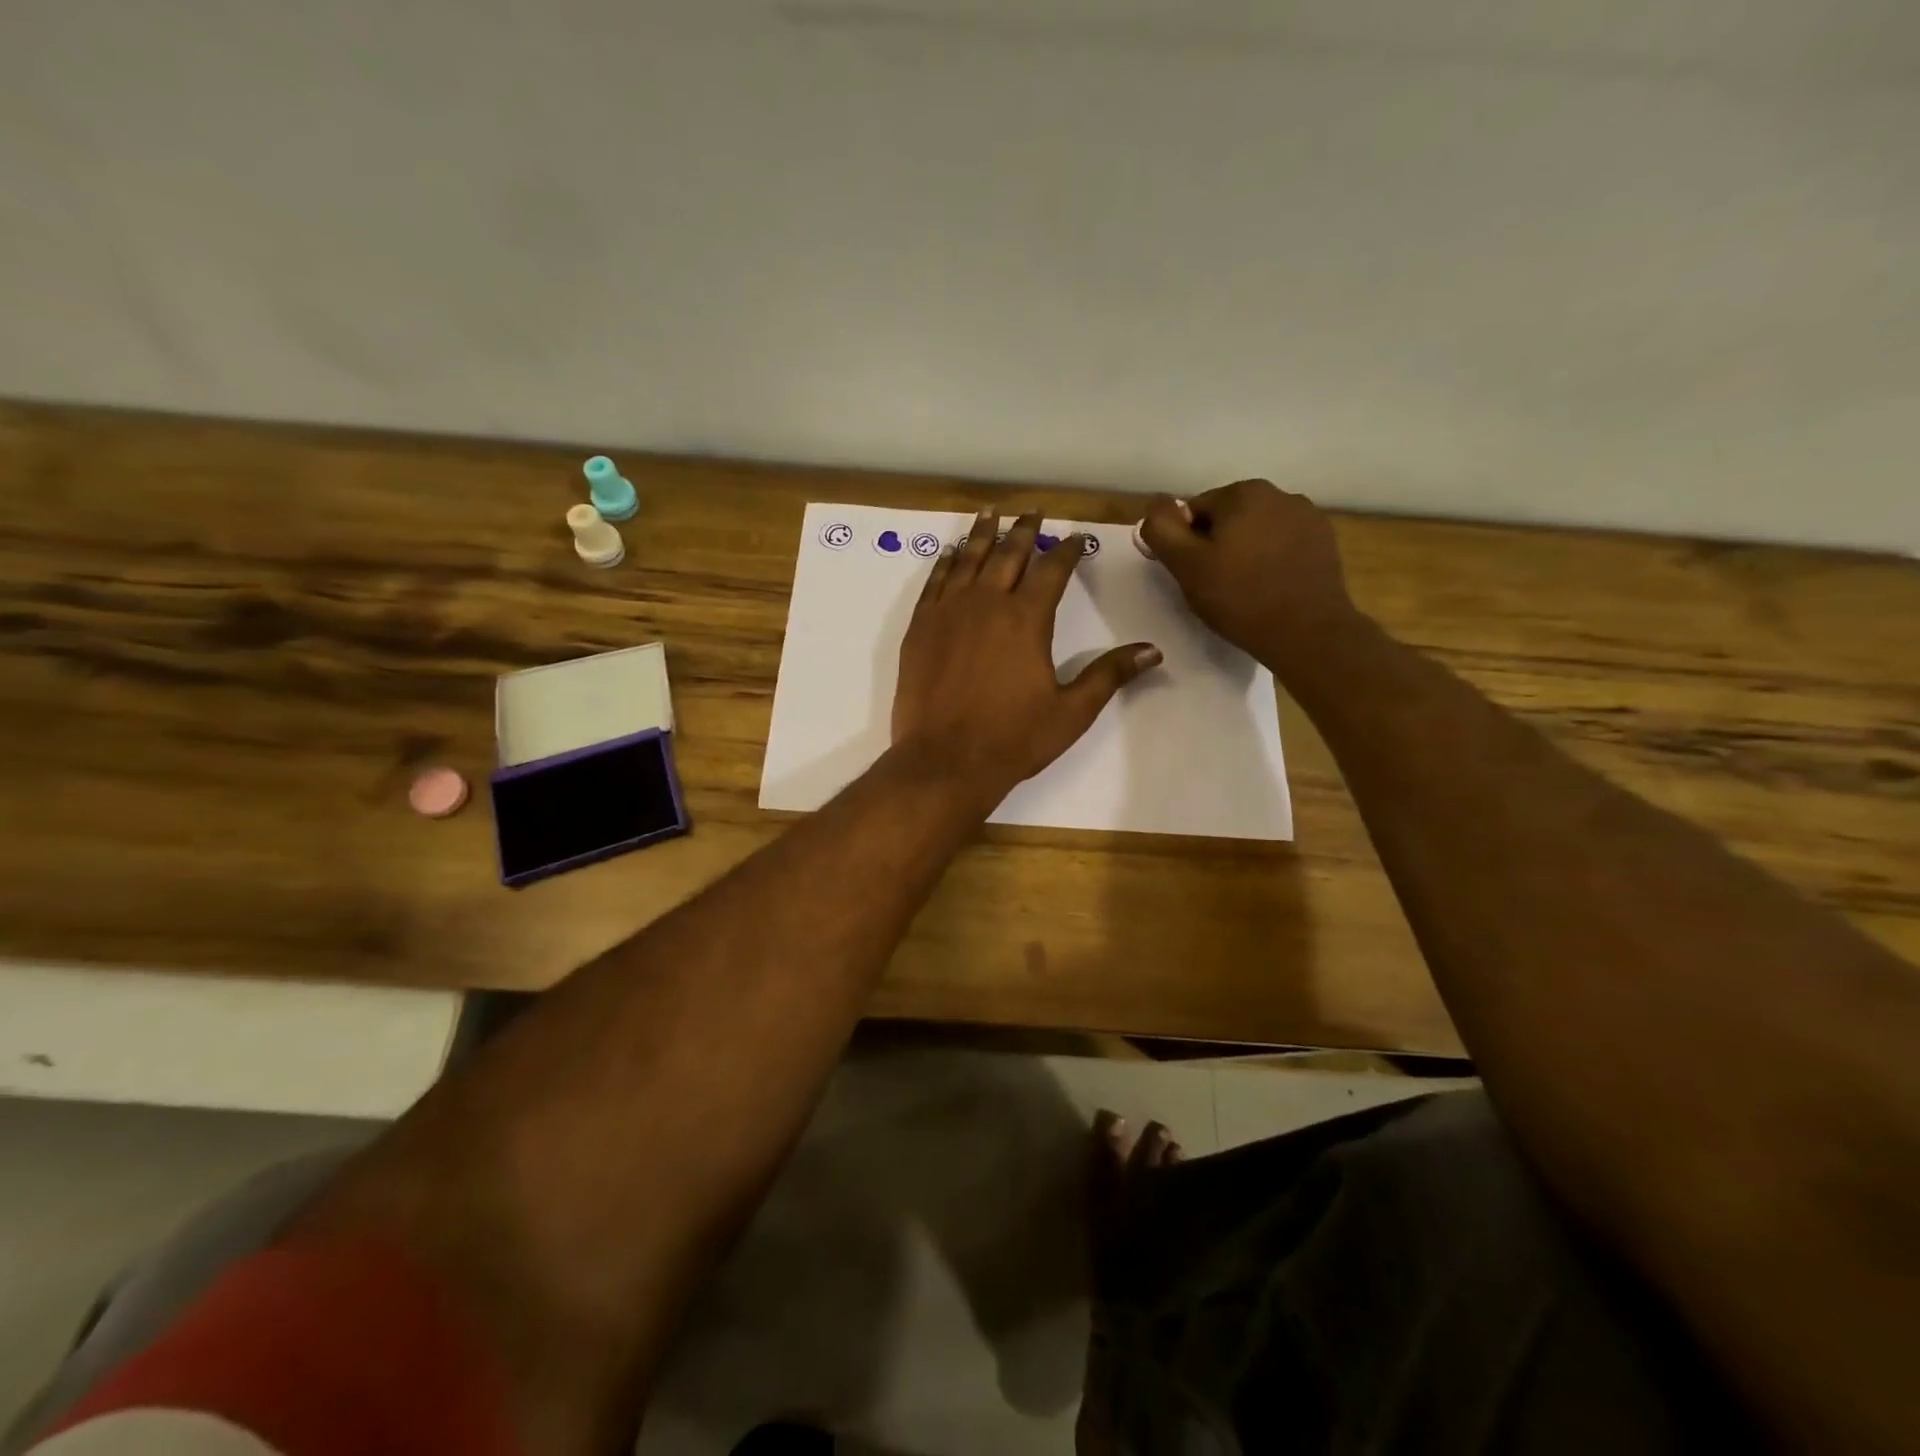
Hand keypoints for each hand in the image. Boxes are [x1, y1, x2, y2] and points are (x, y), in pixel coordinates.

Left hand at [891, 508, 1161, 806]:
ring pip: (968, 559)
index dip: (1067, 550)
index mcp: (1027, 619)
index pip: (1052, 570)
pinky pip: (934, 582)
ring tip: (991, 512)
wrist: (944, 761)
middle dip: (1025, 530)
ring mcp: (948, 612)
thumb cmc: (1013, 739)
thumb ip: (1109, 675)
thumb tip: (1153, 651)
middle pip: (1008, 554)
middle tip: (1034, 511)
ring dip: (982, 534)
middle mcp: (986, 604)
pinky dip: (946, 563)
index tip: (1077, 538)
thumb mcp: (1071, 711)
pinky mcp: (920, 628)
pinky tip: (951, 553)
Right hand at [1138, 480, 1361, 677]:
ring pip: (1257, 530)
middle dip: (1217, 545)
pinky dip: (1272, 560)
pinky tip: (1271, 588)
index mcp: (1242, 493)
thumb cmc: (1240, 598)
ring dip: (1246, 551)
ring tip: (1245, 589)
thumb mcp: (1186, 566)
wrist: (1307, 632)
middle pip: (1228, 518)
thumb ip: (1162, 529)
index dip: (1186, 544)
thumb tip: (1156, 506)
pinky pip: (1284, 544)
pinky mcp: (1325, 541)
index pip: (1195, 511)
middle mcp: (1279, 493)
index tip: (1194, 574)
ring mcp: (1308, 516)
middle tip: (1216, 585)